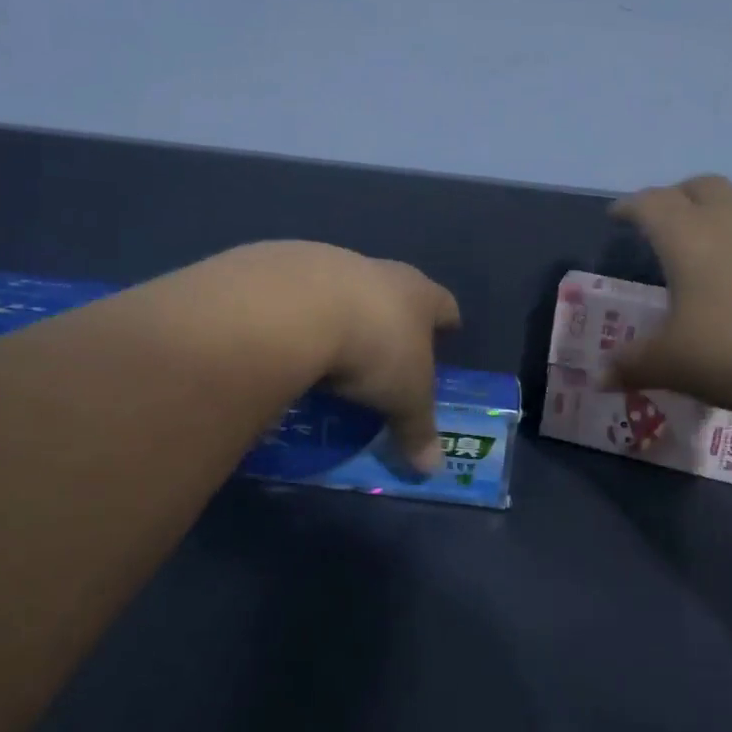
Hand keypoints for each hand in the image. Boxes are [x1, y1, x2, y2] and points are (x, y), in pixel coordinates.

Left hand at [224, 242, 460, 474]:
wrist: (297, 306)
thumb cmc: (373, 349)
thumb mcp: (403, 398)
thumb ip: (417, 429)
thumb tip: (432, 468)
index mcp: (417, 294)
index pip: (442, 304)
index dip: (446, 320)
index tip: (448, 330)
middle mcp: (378, 271)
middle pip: (394, 290)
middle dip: (392, 316)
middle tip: (387, 348)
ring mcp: (329, 263)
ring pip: (344, 289)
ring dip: (342, 313)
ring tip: (332, 348)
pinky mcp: (283, 265)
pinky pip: (298, 295)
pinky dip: (299, 316)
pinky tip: (289, 339)